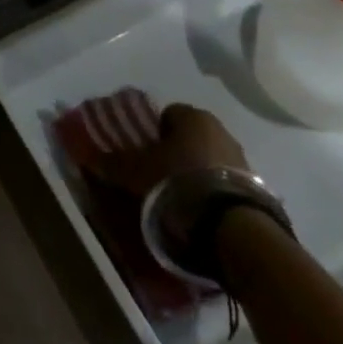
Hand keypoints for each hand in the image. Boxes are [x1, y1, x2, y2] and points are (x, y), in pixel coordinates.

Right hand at [76, 102, 249, 198]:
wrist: (233, 229)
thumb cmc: (177, 184)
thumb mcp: (135, 172)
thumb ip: (111, 161)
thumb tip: (84, 153)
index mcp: (193, 116)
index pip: (167, 114)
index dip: (152, 133)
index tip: (142, 153)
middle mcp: (221, 130)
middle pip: (190, 137)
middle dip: (176, 153)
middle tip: (157, 176)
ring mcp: (244, 160)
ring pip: (210, 160)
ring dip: (196, 174)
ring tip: (179, 201)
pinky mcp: (258, 190)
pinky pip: (226, 184)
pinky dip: (213, 194)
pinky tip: (201, 214)